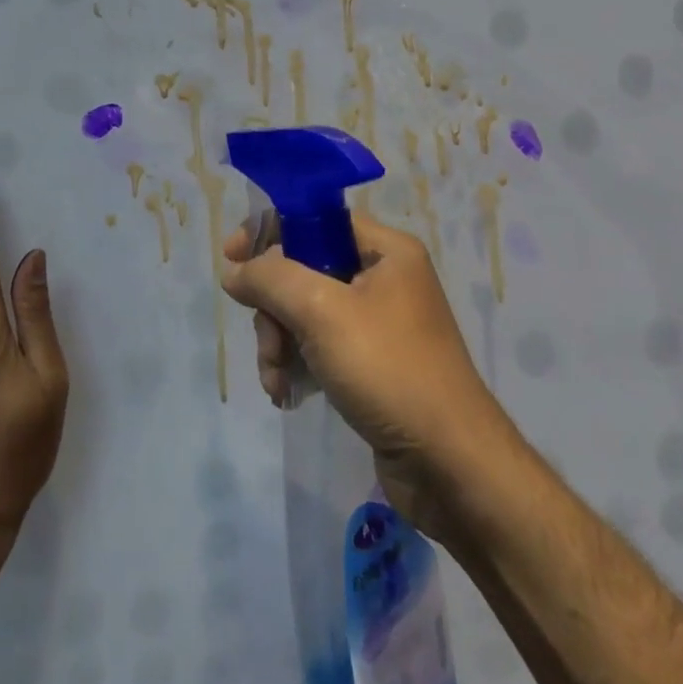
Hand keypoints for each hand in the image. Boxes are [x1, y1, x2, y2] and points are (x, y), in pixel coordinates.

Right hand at [221, 213, 519, 540]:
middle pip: (303, 270)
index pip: (316, 218)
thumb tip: (235, 271)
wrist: (450, 464)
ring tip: (276, 379)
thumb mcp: (321, 311)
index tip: (233, 257)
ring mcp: (378, 324)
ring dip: (278, 343)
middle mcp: (384, 279)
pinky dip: (296, 364)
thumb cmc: (388, 369)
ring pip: (304, 312)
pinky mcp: (371, 364)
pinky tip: (286, 393)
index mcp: (386, 251)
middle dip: (273, 307)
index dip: (270, 232)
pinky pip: (318, 346)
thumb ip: (270, 279)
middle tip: (268, 341)